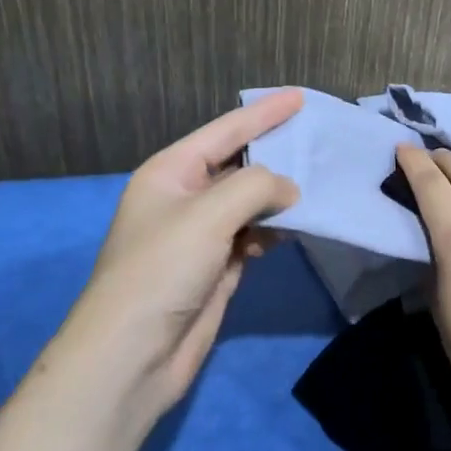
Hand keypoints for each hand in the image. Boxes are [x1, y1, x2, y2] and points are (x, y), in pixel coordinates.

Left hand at [57, 90, 302, 425]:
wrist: (132, 354)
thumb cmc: (162, 271)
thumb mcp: (208, 215)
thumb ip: (255, 187)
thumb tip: (289, 190)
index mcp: (170, 172)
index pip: (225, 131)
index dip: (263, 113)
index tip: (300, 96)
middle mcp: (184, 198)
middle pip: (238, 166)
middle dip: (275, 155)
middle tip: (318, 143)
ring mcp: (200, 235)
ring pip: (248, 204)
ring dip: (278, 197)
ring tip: (318, 186)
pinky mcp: (214, 268)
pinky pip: (251, 236)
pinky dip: (271, 231)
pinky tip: (293, 230)